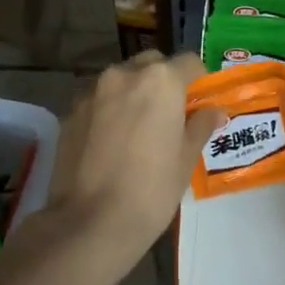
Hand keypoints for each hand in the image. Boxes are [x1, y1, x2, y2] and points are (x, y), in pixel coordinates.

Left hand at [45, 52, 223, 254]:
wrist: (91, 221)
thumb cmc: (152, 188)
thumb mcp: (186, 158)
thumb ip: (201, 125)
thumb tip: (214, 111)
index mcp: (160, 81)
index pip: (189, 63)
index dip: (199, 81)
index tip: (201, 104)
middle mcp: (124, 75)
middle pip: (152, 64)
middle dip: (164, 81)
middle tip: (171, 114)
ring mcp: (92, 92)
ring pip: (121, 80)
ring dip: (134, 93)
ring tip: (139, 129)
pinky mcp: (70, 113)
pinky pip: (99, 101)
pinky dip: (110, 111)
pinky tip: (113, 143)